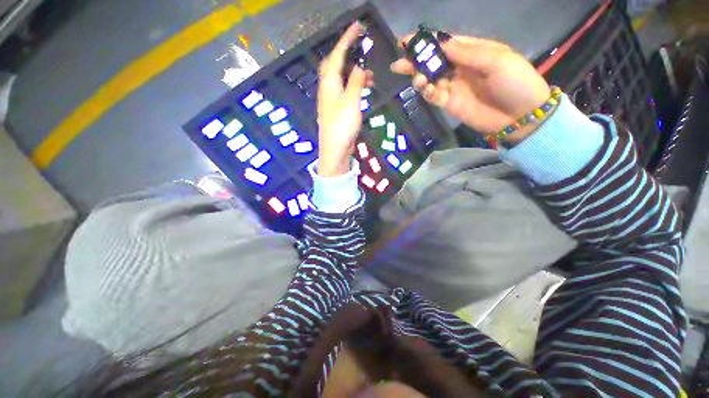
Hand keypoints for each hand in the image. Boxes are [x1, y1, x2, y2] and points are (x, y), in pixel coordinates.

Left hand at [317, 22, 374, 176]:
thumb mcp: (351, 101)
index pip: (337, 54)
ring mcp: (331, 100)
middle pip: (334, 64)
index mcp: (329, 83)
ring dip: (353, 72)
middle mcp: (327, 88)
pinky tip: (362, 89)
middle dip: (346, 53)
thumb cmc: (342, 125)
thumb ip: (355, 81)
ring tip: (370, 75)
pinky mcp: (336, 109)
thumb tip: (359, 66)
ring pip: (341, 78)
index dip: (347, 39)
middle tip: (360, 48)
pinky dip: (353, 86)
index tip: (357, 26)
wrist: (335, 150)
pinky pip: (344, 91)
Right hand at [391, 34, 550, 140]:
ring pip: (430, 79)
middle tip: (399, 62)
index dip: (427, 41)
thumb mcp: (496, 59)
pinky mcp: (449, 103)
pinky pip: (434, 95)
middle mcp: (460, 67)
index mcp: (473, 51)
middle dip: (416, 61)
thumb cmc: (514, 82)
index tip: (408, 41)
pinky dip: (427, 92)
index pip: (445, 43)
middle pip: (433, 62)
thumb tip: (441, 42)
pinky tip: (424, 88)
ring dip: (419, 77)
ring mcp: (453, 86)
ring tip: (415, 79)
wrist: (519, 116)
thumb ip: (467, 52)